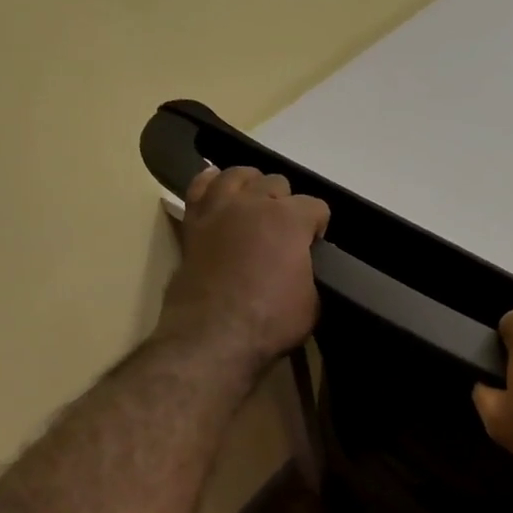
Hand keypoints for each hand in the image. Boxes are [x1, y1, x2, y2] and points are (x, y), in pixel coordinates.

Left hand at [157, 166, 330, 375]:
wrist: (213, 337)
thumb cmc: (270, 322)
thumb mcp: (312, 303)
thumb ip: (309, 272)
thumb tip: (301, 267)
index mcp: (290, 220)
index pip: (316, 206)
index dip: (319, 226)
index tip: (316, 246)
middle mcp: (254, 203)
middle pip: (276, 183)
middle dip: (286, 203)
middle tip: (285, 232)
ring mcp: (219, 209)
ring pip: (237, 175)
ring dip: (251, 186)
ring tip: (255, 205)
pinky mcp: (193, 223)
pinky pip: (199, 187)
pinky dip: (211, 184)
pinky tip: (218, 190)